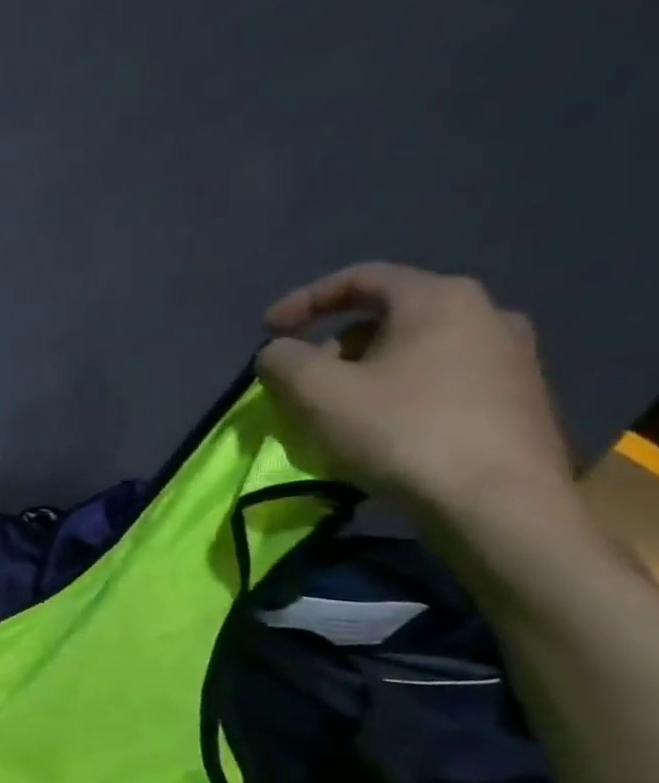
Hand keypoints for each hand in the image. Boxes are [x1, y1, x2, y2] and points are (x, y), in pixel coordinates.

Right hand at [256, 262, 573, 517]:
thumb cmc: (399, 431)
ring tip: (331, 406)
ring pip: (413, 349)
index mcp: (439, 299)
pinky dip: (396, 391)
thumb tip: (279, 352)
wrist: (496, 503)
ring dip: (363, 370)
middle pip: (388, 315)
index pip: (360, 278)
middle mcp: (486, 315)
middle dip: (333, 342)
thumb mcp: (314, 391)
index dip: (304, 300)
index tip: (267, 330)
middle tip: (299, 375)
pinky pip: (439, 378)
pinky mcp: (515, 399)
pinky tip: (375, 427)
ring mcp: (509, 358)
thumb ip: (281, 359)